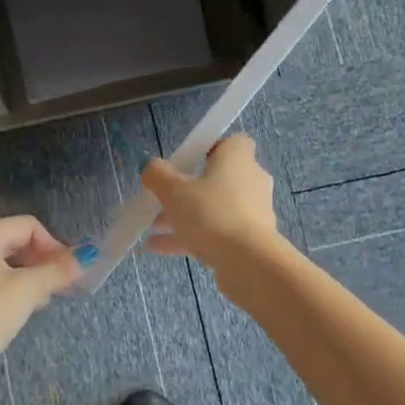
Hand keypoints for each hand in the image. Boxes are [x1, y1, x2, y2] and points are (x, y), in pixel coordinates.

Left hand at [0, 216, 82, 373]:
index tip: (68, 272)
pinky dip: (8, 288)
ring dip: (27, 277)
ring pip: (1, 263)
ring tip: (42, 301)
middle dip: (41, 262)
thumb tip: (87, 257)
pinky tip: (17, 311)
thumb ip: (57, 271)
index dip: (53, 245)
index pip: (27, 226)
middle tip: (60, 287)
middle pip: (13, 241)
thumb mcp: (26, 290)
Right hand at [141, 134, 283, 268]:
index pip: (232, 142)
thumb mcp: (174, 191)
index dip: (209, 148)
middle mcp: (250, 180)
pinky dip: (191, 236)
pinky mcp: (250, 239)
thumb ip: (158, 175)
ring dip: (184, 215)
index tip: (186, 161)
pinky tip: (158, 248)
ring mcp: (252, 212)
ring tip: (154, 227)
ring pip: (214, 208)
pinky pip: (216, 231)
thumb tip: (151, 167)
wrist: (248, 262)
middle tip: (163, 198)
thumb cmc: (211, 214)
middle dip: (187, 189)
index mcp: (237, 159)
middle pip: (217, 178)